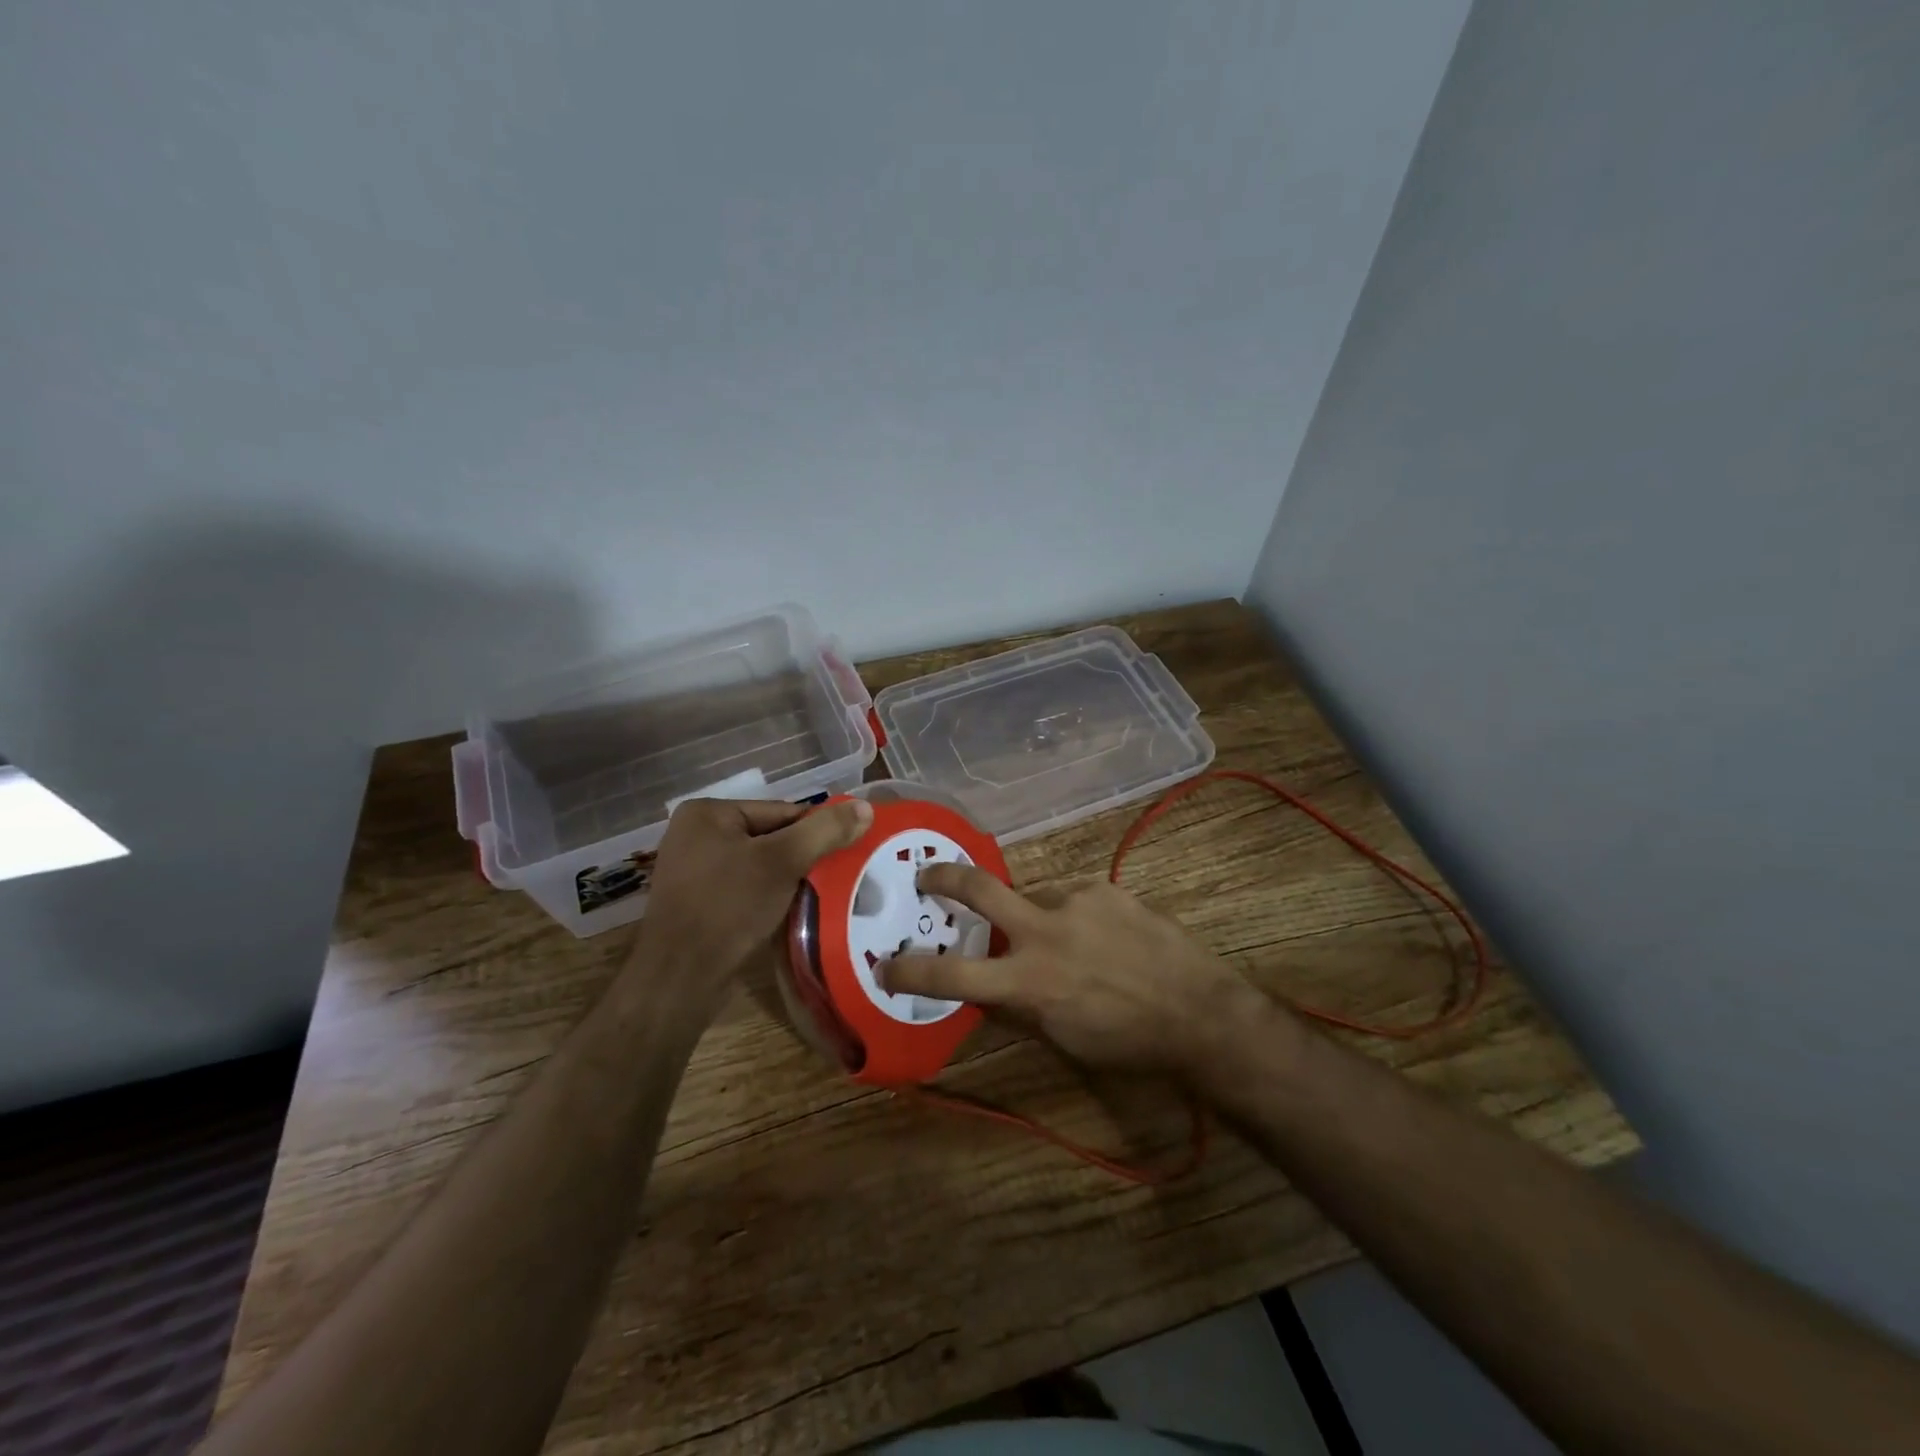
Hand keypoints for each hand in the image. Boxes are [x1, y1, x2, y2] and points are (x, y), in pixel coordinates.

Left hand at [637, 797, 872, 981]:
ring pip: (760, 866)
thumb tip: (865, 807)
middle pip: (771, 838)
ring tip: (821, 897)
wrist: (679, 980)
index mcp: (708, 813)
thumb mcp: (783, 862)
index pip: (782, 812)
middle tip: (839, 877)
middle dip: (803, 859)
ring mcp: (694, 871)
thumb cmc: (728, 908)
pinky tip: (792, 914)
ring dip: (789, 881)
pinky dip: (770, 898)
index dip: (817, 833)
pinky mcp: (698, 904)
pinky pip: (745, 889)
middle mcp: (696, 835)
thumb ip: (825, 831)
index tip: (847, 854)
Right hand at [882, 866, 1271, 1075]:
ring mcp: (1077, 900)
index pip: (953, 974)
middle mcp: (1045, 930)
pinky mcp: (1105, 889)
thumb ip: (1019, 1006)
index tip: (885, 965)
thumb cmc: (1128, 1041)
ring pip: (1033, 895)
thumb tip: (987, 987)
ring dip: (1034, 915)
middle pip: (979, 888)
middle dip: (943, 878)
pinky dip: (1072, 914)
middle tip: (927, 877)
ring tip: (1067, 942)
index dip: (911, 970)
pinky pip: (1072, 896)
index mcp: (1029, 980)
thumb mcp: (1062, 1038)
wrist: (1200, 1011)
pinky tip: (1100, 936)